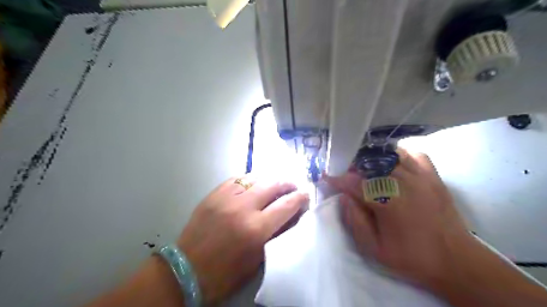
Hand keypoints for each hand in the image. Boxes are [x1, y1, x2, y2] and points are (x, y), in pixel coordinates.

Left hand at [179, 175, 306, 304]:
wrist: (186, 269)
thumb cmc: (225, 272)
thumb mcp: (257, 259)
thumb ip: (276, 234)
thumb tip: (291, 215)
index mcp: (256, 229)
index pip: (286, 205)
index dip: (300, 197)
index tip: (306, 194)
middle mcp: (243, 208)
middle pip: (273, 184)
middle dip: (287, 183)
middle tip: (292, 186)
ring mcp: (226, 198)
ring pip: (255, 177)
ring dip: (269, 179)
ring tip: (274, 184)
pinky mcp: (213, 194)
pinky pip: (236, 179)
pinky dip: (249, 180)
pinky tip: (252, 184)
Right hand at [324, 149, 470, 286]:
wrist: (456, 261)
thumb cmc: (411, 257)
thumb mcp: (375, 249)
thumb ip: (355, 221)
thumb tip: (345, 197)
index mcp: (388, 203)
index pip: (355, 183)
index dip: (338, 179)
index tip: (327, 177)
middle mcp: (403, 184)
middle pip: (371, 165)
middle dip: (354, 168)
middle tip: (348, 177)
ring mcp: (421, 177)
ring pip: (390, 156)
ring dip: (373, 160)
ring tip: (367, 170)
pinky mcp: (433, 176)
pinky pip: (414, 155)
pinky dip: (399, 155)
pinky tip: (393, 165)